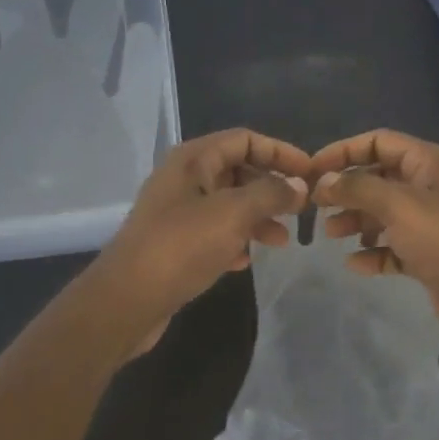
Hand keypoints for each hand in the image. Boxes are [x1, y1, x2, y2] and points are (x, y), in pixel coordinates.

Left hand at [87, 128, 310, 354]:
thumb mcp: (234, 213)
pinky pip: (214, 232)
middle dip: (271, 187)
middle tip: (301, 209)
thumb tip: (299, 185)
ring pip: (228, 204)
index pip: (244, 139)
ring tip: (282, 241)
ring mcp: (177, 212)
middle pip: (237, 170)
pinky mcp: (174, 244)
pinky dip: (235, 240)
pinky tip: (247, 260)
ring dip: (258, 217)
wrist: (127, 300)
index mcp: (193, 159)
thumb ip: (271, 194)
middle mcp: (183, 179)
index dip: (280, 152)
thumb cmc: (182, 246)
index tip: (310, 172)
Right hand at [310, 129, 438, 357]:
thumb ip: (357, 188)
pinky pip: (393, 247)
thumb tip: (324, 181)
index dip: (344, 151)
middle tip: (316, 206)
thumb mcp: (398, 205)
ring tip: (332, 235)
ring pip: (383, 213)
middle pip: (379, 178)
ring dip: (356, 221)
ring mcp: (431, 223)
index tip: (312, 170)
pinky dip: (373, 252)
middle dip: (347, 189)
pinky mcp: (430, 256)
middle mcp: (430, 187)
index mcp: (429, 163)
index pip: (379, 142)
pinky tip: (356, 264)